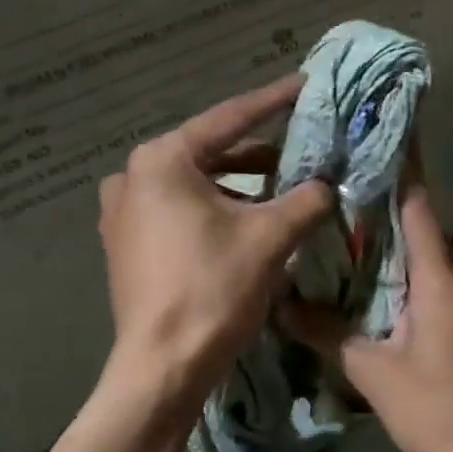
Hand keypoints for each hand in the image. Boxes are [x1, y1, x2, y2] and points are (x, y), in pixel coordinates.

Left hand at [97, 76, 334, 412]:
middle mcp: (133, 177)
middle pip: (208, 153)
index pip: (230, 119)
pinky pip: (177, 213)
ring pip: (193, 186)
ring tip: (280, 190)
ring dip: (238, 187)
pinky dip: (214, 211)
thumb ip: (306, 199)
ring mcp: (123, 213)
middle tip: (299, 148)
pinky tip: (245, 224)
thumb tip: (329, 184)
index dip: (274, 102)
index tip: (305, 84)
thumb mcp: (270, 238)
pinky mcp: (126, 245)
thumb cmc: (213, 289)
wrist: (163, 366)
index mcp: (162, 160)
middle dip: (257, 154)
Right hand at [282, 182, 452, 451]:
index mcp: (440, 280)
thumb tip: (282, 303)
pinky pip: (443, 288)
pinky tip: (386, 292)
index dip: (404, 171)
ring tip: (357, 239)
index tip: (385, 137)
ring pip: (435, 263)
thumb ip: (328, 332)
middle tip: (349, 192)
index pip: (420, 209)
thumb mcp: (372, 371)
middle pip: (426, 232)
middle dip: (392, 210)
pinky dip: (415, 278)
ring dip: (402, 248)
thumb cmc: (435, 409)